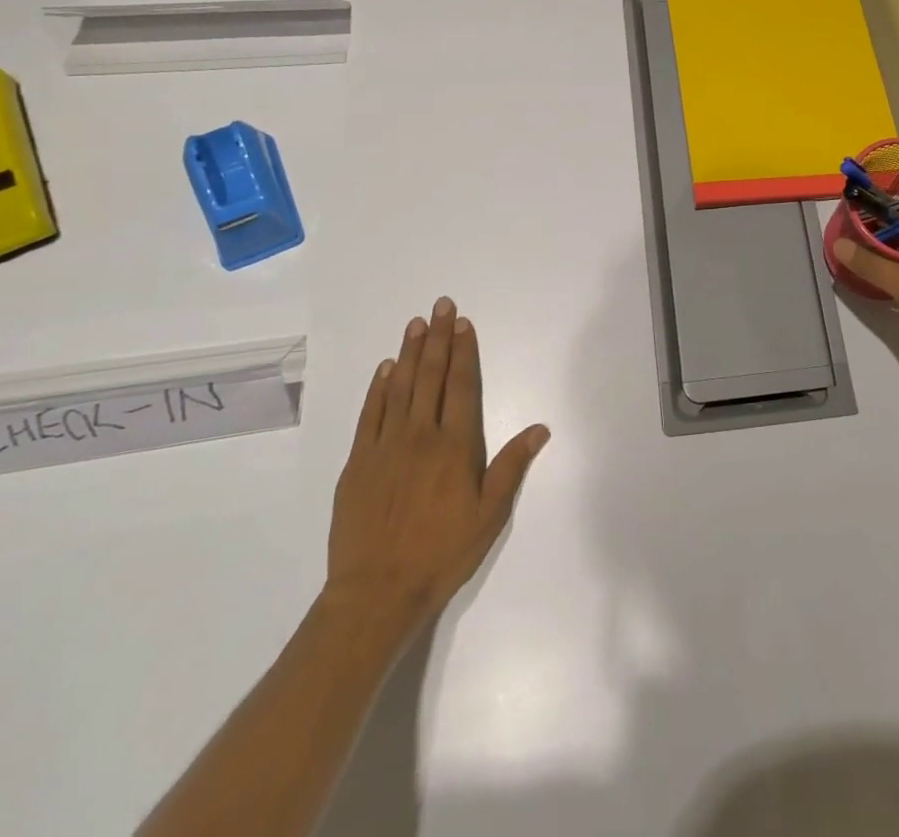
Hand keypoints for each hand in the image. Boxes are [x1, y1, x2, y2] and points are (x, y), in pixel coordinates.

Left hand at [325, 297, 549, 624]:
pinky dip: (379, 387)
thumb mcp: (489, 515)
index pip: (462, 386)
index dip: (464, 352)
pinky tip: (386, 368)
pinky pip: (370, 413)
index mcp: (455, 446)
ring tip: (416, 324)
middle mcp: (420, 435)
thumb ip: (511, 467)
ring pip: (400, 387)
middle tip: (442, 305)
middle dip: (439, 338)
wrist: (375, 592)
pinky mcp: (358, 461)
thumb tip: (540, 428)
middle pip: (431, 376)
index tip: (464, 324)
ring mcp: (385, 445)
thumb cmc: (441, 553)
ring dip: (410, 352)